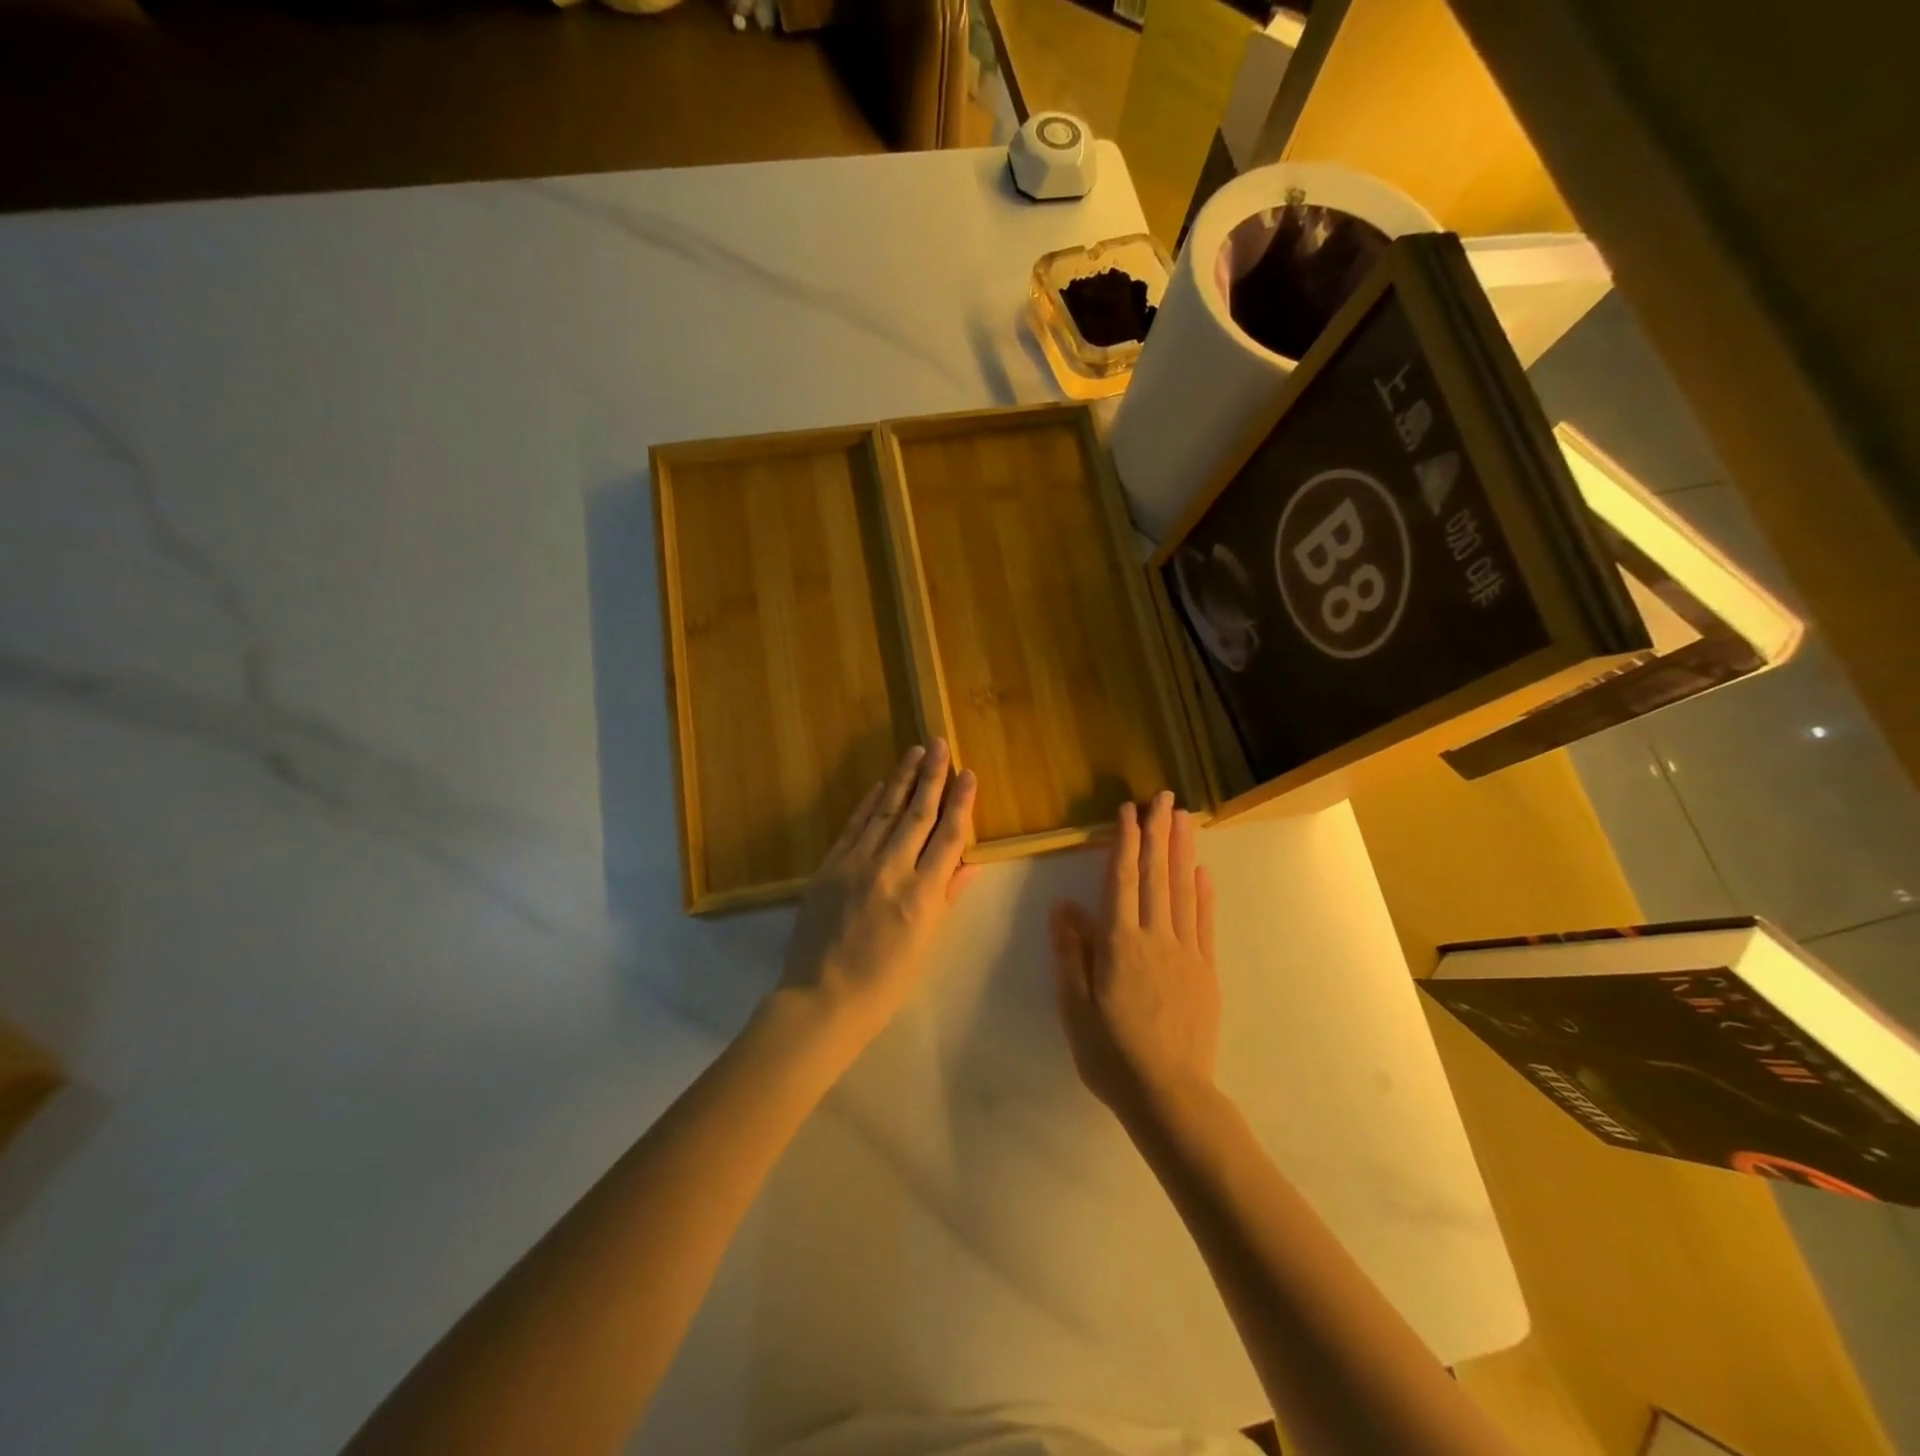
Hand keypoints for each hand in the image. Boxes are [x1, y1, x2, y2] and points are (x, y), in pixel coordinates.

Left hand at [776, 740, 978, 1051]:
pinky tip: (880, 785)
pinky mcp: (829, 866)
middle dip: (932, 776)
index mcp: (923, 894)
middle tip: (940, 743)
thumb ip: (946, 897)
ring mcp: (856, 864)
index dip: (962, 802)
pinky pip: (854, 826)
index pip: (948, 836)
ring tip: (915, 752)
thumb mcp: (926, 943)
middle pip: (918, 813)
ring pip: (885, 811)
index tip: (969, 773)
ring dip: (902, 779)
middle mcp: (892, 870)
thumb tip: (968, 863)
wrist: (821, 998)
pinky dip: (868, 803)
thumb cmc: (884, 982)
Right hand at [1050, 791, 1217, 1127]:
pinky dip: (1203, 894)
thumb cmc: (1111, 1054)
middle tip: (1164, 797)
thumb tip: (1063, 906)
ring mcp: (1186, 953)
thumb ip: (1071, 953)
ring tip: (1184, 818)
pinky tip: (1202, 872)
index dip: (1125, 842)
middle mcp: (1155, 937)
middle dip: (1158, 833)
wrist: (1170, 1096)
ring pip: (1182, 891)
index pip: (1121, 880)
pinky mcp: (1205, 971)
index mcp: (1120, 943)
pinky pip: (1204, 923)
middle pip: (1156, 875)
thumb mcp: (1075, 1007)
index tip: (1129, 811)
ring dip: (1182, 851)